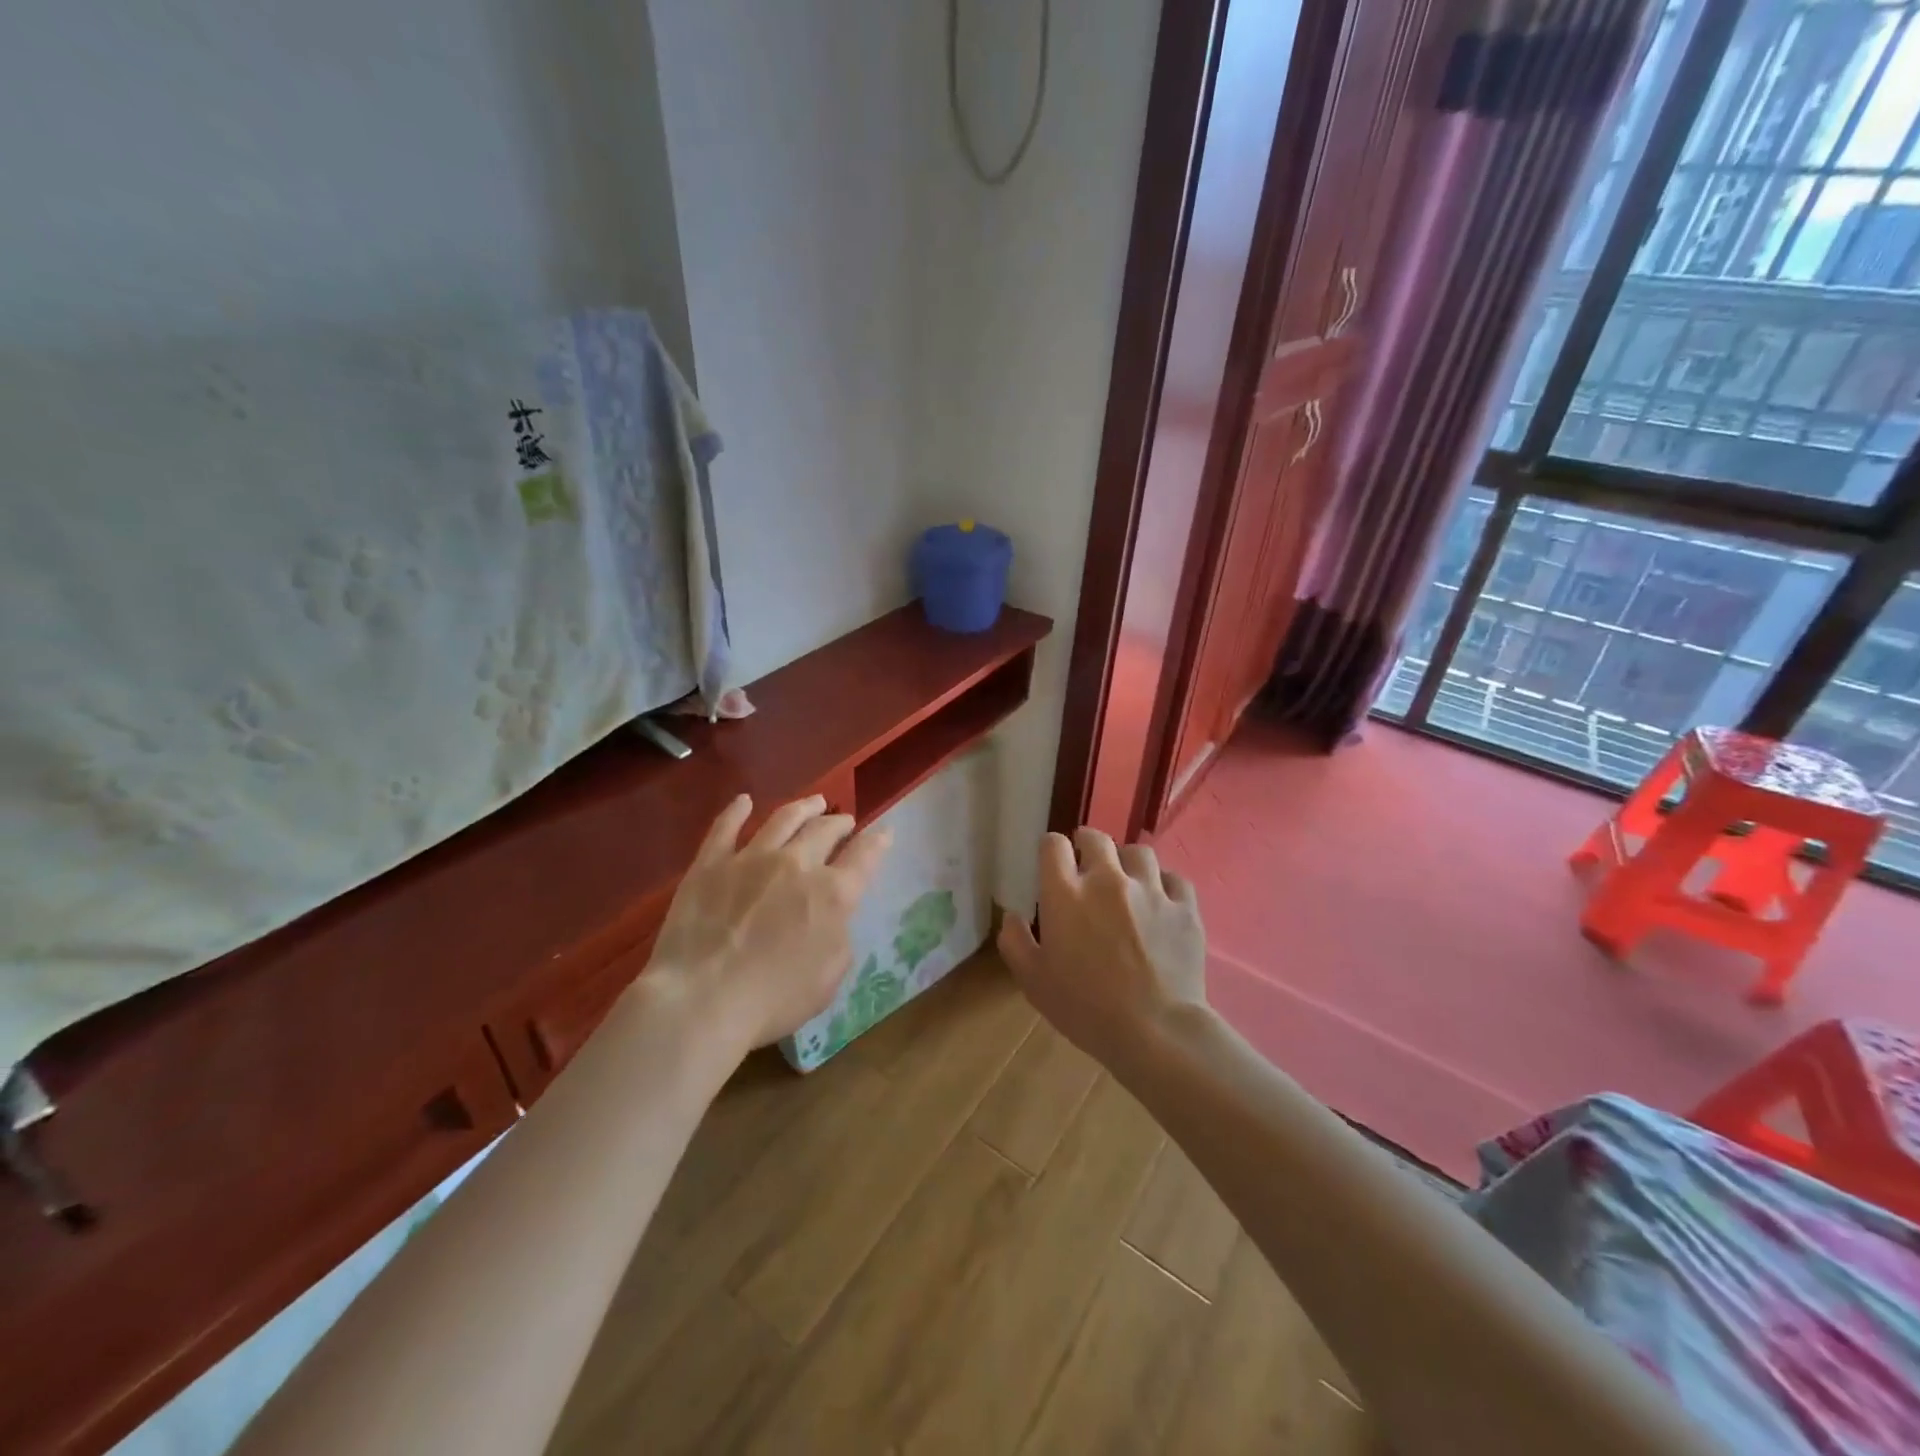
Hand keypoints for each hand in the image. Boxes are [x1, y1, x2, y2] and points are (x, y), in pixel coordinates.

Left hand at [649, 794, 890, 1055]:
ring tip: (814, 802)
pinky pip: (725, 827)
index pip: (864, 857)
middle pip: (824, 830)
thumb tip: (833, 916)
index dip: (878, 842)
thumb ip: (839, 937)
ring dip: (804, 807)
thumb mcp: (829, 979)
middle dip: (839, 822)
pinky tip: (744, 801)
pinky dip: (737, 811)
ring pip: (784, 819)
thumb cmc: (773, 999)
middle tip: (844, 820)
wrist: (702, 999)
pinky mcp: (710, 863)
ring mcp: (751, 858)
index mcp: (832, 894)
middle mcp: (796, 864)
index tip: (884, 832)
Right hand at [997, 828, 1207, 1069]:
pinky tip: (1161, 902)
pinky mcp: (1184, 906)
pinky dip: (1164, 885)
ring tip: (1127, 881)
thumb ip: (1015, 942)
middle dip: (1087, 845)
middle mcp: (1107, 880)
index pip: (1053, 845)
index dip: (1051, 849)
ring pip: (1139, 852)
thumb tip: (1013, 917)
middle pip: (1096, 838)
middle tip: (1087, 866)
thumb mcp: (1033, 981)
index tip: (1053, 864)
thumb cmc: (1085, 1008)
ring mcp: (1150, 890)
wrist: (1155, 1030)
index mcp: (1066, 893)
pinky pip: (1174, 878)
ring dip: (1128, 862)